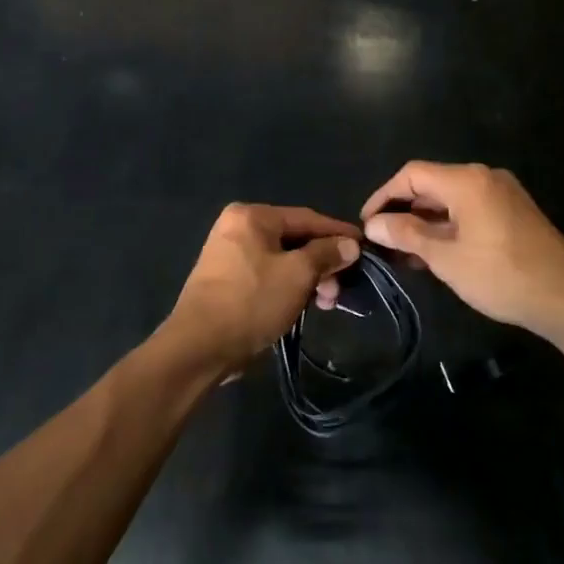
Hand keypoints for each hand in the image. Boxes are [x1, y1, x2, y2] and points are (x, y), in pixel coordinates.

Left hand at [167, 204, 360, 374]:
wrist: (199, 347)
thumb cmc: (251, 301)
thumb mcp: (298, 274)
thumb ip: (326, 254)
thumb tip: (350, 244)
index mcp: (252, 216)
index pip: (306, 218)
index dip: (338, 233)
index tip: (364, 246)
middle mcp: (238, 226)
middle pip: (294, 239)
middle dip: (322, 263)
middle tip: (340, 289)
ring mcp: (229, 253)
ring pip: (282, 259)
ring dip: (308, 278)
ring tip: (325, 303)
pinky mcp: (227, 279)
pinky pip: (267, 274)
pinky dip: (288, 286)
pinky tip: (303, 305)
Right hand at [361, 162, 563, 335]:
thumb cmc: (500, 275)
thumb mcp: (446, 258)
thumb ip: (407, 235)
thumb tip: (373, 225)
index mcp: (466, 180)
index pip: (412, 174)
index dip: (384, 196)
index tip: (367, 224)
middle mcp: (485, 177)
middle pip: (432, 184)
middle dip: (404, 210)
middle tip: (383, 241)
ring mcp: (503, 193)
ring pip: (451, 198)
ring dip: (426, 221)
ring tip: (406, 253)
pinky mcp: (514, 211)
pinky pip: (471, 208)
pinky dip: (449, 225)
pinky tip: (438, 253)